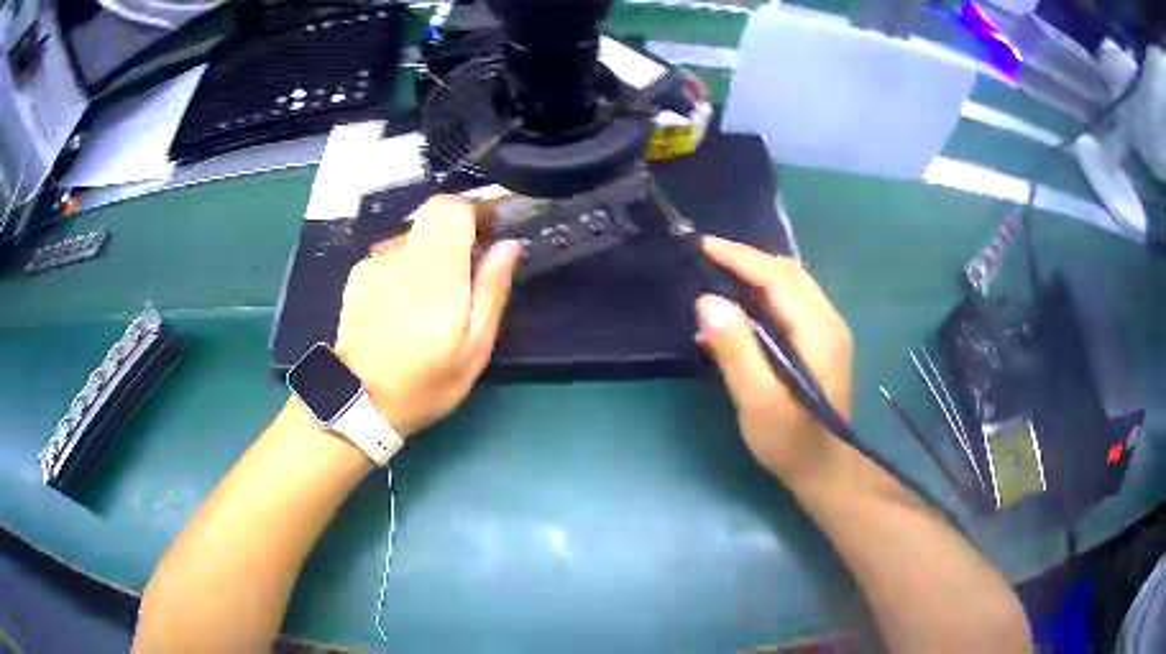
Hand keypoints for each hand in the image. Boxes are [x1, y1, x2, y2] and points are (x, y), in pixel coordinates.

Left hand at [334, 195, 520, 437]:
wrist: (360, 402)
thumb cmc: (425, 381)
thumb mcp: (474, 348)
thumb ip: (492, 290)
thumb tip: (509, 246)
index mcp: (435, 269)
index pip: (453, 208)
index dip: (477, 210)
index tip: (493, 229)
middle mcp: (402, 254)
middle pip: (432, 213)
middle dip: (457, 227)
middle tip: (470, 260)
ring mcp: (375, 263)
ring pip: (414, 235)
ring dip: (432, 250)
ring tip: (437, 293)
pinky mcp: (358, 275)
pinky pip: (393, 255)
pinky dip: (407, 265)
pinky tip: (407, 302)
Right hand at [694, 236, 852, 481]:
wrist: (826, 470)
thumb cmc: (791, 442)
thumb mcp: (758, 402)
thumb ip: (735, 351)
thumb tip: (707, 301)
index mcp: (817, 331)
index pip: (778, 277)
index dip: (740, 257)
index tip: (702, 246)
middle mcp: (828, 321)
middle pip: (788, 272)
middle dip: (747, 259)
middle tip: (706, 259)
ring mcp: (828, 331)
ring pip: (792, 284)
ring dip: (756, 273)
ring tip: (718, 274)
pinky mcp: (822, 342)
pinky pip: (791, 301)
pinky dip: (764, 293)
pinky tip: (741, 307)